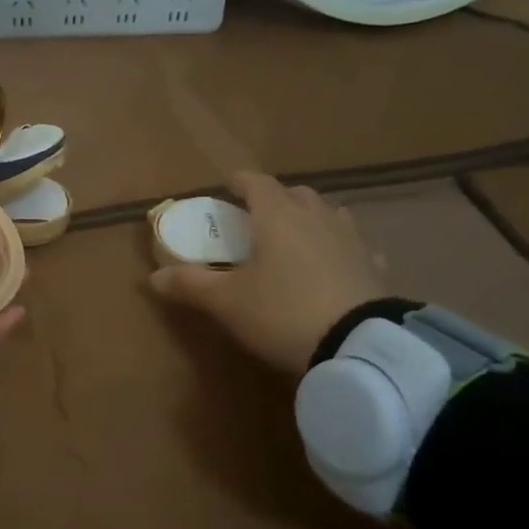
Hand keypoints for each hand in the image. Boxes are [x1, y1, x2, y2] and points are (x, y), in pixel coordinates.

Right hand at [148, 171, 386, 376]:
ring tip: (296, 237)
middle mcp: (316, 217)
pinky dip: (340, 249)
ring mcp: (351, 240)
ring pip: (329, 214)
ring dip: (311, 218)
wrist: (359, 346)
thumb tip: (153, 277)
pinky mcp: (375, 268)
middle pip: (296, 194)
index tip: (226, 185)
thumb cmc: (282, 312)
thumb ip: (190, 285)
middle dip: (275, 199)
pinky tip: (336, 266)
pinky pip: (355, 247)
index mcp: (277, 216)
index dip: (239, 181)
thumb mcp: (226, 302)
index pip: (256, 183)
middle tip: (257, 217)